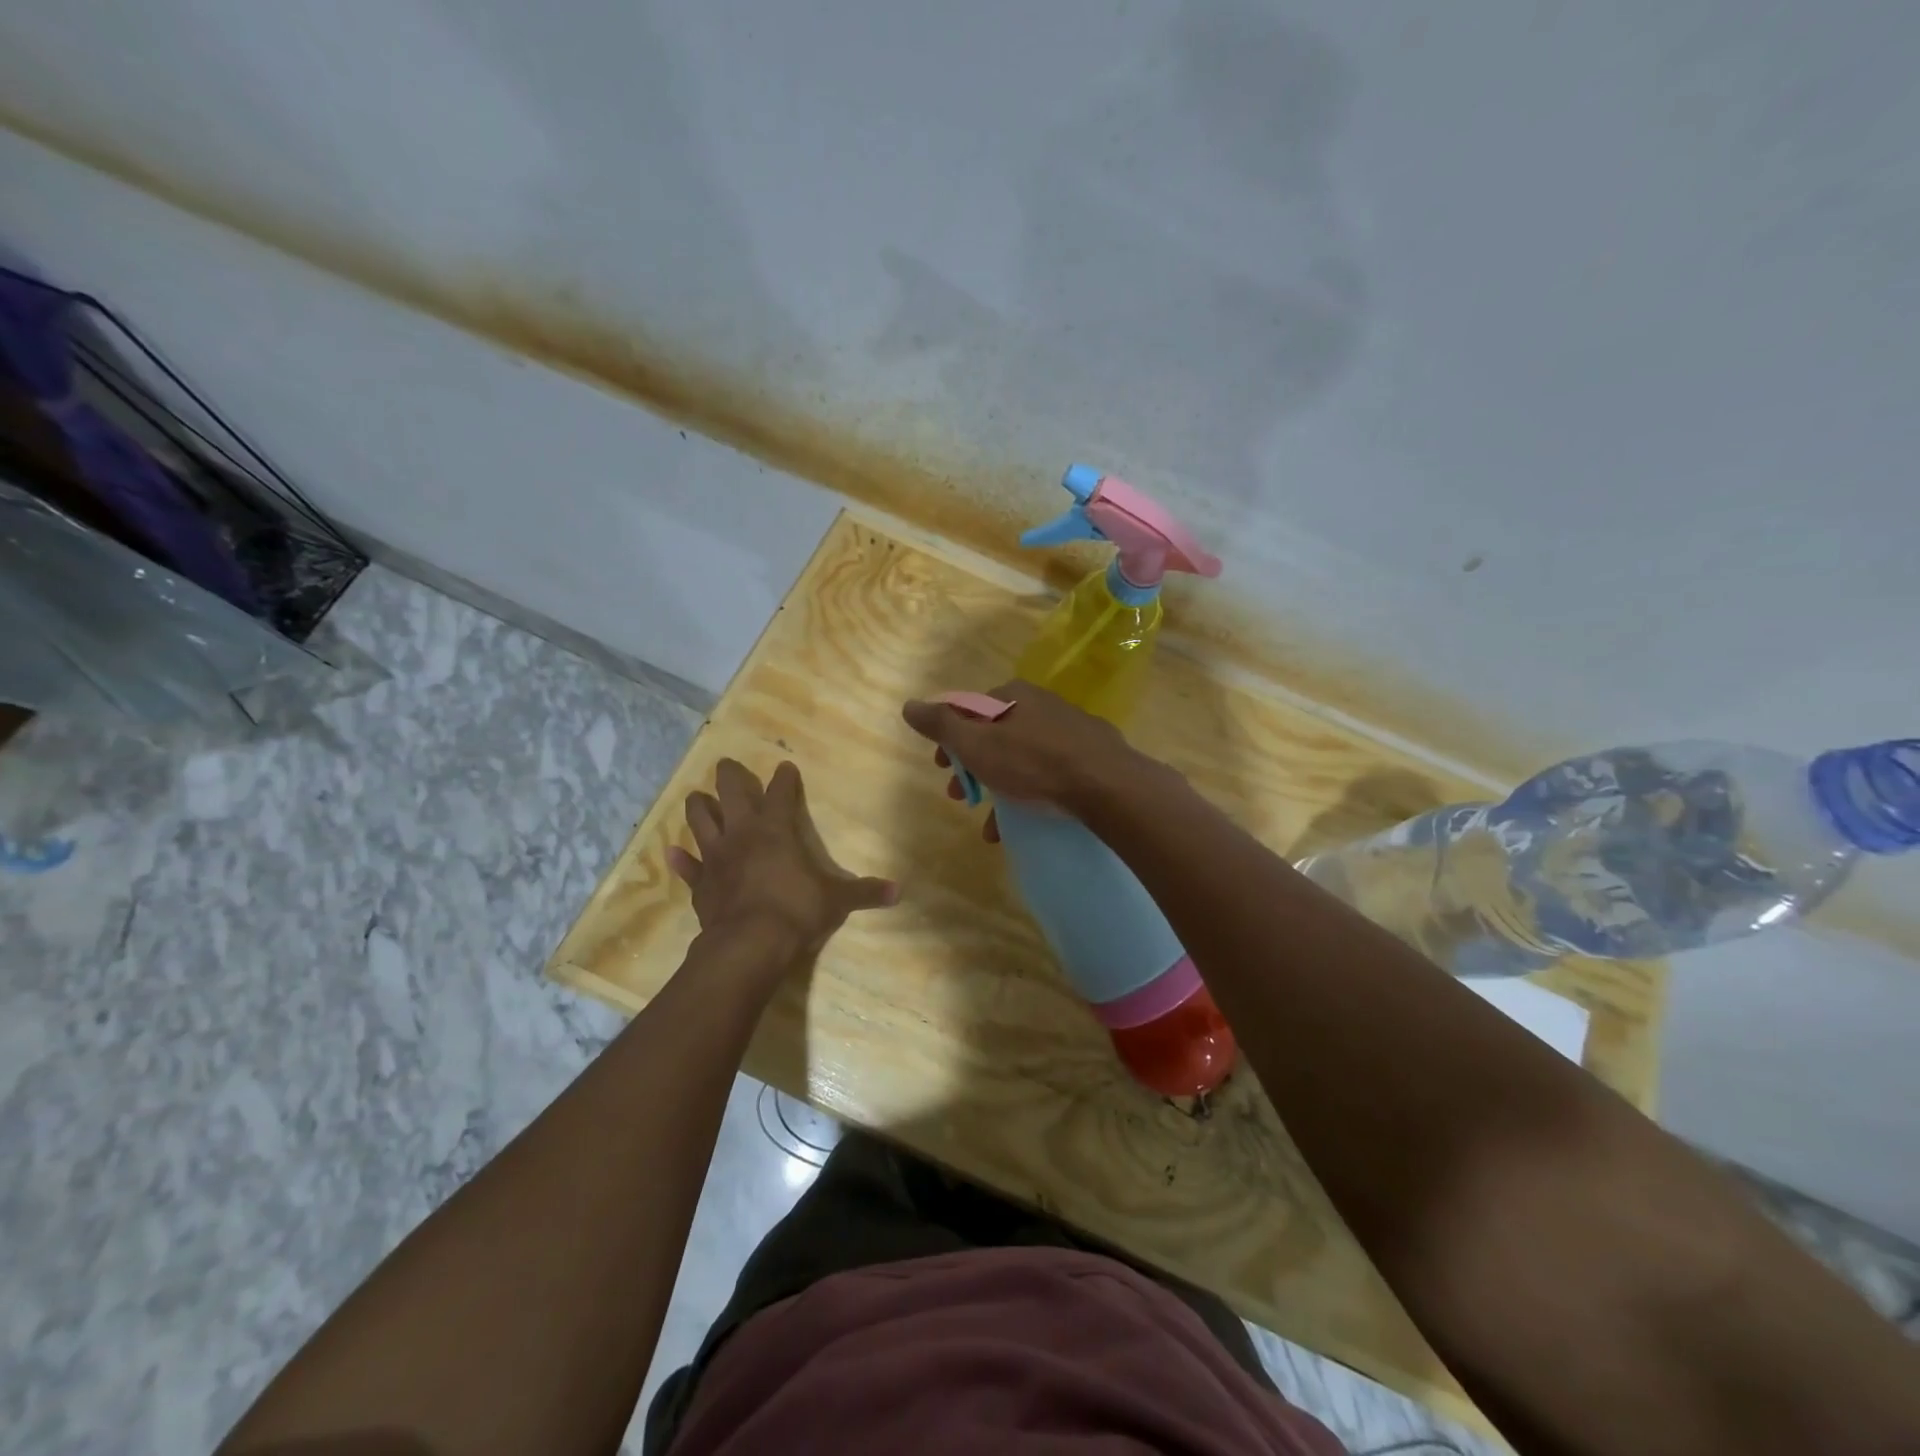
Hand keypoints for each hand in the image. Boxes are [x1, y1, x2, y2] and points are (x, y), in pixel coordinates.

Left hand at [667, 759, 897, 961]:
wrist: (749, 943)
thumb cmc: (796, 911)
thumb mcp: (837, 901)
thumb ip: (865, 892)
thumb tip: (899, 892)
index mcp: (776, 830)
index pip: (780, 793)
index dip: (784, 779)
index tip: (785, 767)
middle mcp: (742, 834)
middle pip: (731, 793)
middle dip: (730, 776)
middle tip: (727, 765)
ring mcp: (717, 857)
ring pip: (700, 821)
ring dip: (698, 808)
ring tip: (697, 798)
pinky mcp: (700, 883)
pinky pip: (687, 867)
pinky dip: (679, 860)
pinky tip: (670, 852)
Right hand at [901, 680, 1138, 838]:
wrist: (1105, 784)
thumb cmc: (1031, 763)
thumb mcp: (976, 744)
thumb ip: (941, 724)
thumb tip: (909, 705)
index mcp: (1011, 696)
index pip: (967, 710)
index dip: (948, 739)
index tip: (941, 768)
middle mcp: (1039, 704)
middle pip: (993, 734)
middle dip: (972, 767)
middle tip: (959, 795)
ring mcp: (1068, 728)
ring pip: (1020, 757)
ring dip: (998, 787)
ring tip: (989, 823)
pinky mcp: (1089, 753)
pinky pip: (1048, 771)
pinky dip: (1029, 793)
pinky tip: (1022, 824)